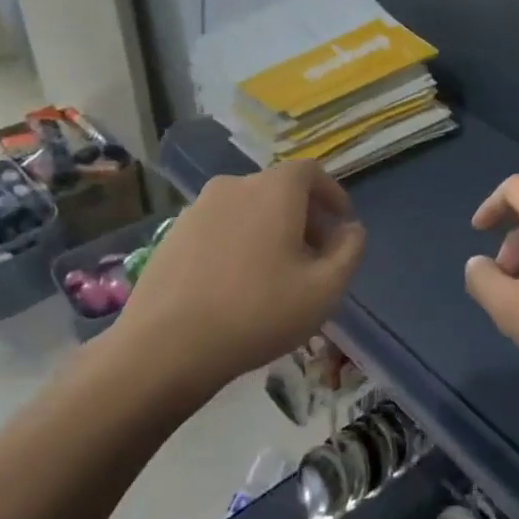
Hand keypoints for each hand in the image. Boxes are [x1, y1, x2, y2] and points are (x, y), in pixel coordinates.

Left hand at [115, 162, 365, 399]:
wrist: (167, 345)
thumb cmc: (258, 312)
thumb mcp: (324, 289)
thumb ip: (349, 252)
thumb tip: (351, 230)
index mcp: (273, 190)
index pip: (311, 172)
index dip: (332, 195)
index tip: (342, 226)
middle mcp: (234, 186)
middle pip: (278, 189)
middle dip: (304, 217)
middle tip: (315, 256)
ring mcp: (197, 209)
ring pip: (247, 209)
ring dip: (269, 230)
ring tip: (277, 273)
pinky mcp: (172, 234)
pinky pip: (219, 227)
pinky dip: (238, 242)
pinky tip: (237, 284)